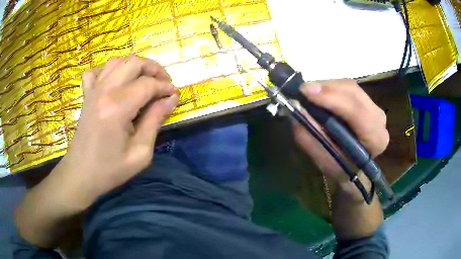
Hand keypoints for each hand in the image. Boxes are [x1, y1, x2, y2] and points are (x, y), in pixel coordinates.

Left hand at [57, 55, 179, 206]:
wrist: (81, 174)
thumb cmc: (110, 169)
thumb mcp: (140, 153)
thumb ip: (155, 121)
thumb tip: (171, 99)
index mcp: (118, 107)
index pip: (148, 84)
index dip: (166, 87)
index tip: (175, 95)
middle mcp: (104, 91)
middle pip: (134, 62)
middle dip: (154, 69)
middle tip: (163, 83)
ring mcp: (93, 90)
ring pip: (117, 61)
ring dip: (135, 66)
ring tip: (144, 80)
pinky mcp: (86, 95)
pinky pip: (97, 71)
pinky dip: (109, 70)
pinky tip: (115, 81)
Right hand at [293, 80, 388, 188]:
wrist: (355, 169)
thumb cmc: (342, 170)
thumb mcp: (325, 161)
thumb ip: (311, 138)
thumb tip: (296, 109)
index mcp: (375, 138)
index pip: (356, 111)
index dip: (331, 98)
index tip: (305, 93)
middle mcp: (379, 118)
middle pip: (353, 92)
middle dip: (326, 88)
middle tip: (302, 90)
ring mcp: (374, 107)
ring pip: (349, 86)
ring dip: (326, 86)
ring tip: (308, 93)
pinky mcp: (367, 102)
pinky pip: (348, 88)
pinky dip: (331, 88)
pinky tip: (319, 94)